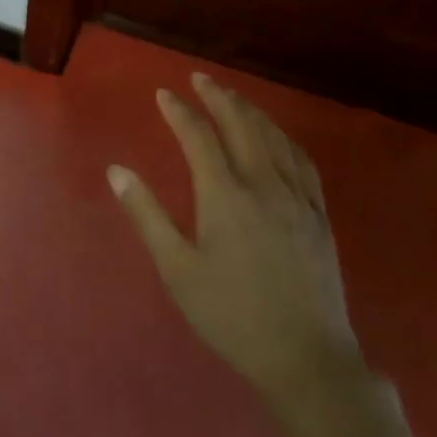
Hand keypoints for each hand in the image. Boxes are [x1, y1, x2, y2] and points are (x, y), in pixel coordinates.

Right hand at [109, 72, 359, 404]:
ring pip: (274, 138)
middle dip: (218, 97)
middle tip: (200, 79)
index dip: (179, 112)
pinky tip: (279, 137)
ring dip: (251, 111)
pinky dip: (285, 139)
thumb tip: (117, 170)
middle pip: (241, 126)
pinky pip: (303, 162)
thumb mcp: (177, 269)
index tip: (163, 94)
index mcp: (225, 195)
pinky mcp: (319, 216)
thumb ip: (146, 215)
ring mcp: (297, 198)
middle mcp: (263, 185)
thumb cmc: (231, 315)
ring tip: (234, 97)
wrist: (305, 358)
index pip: (198, 137)